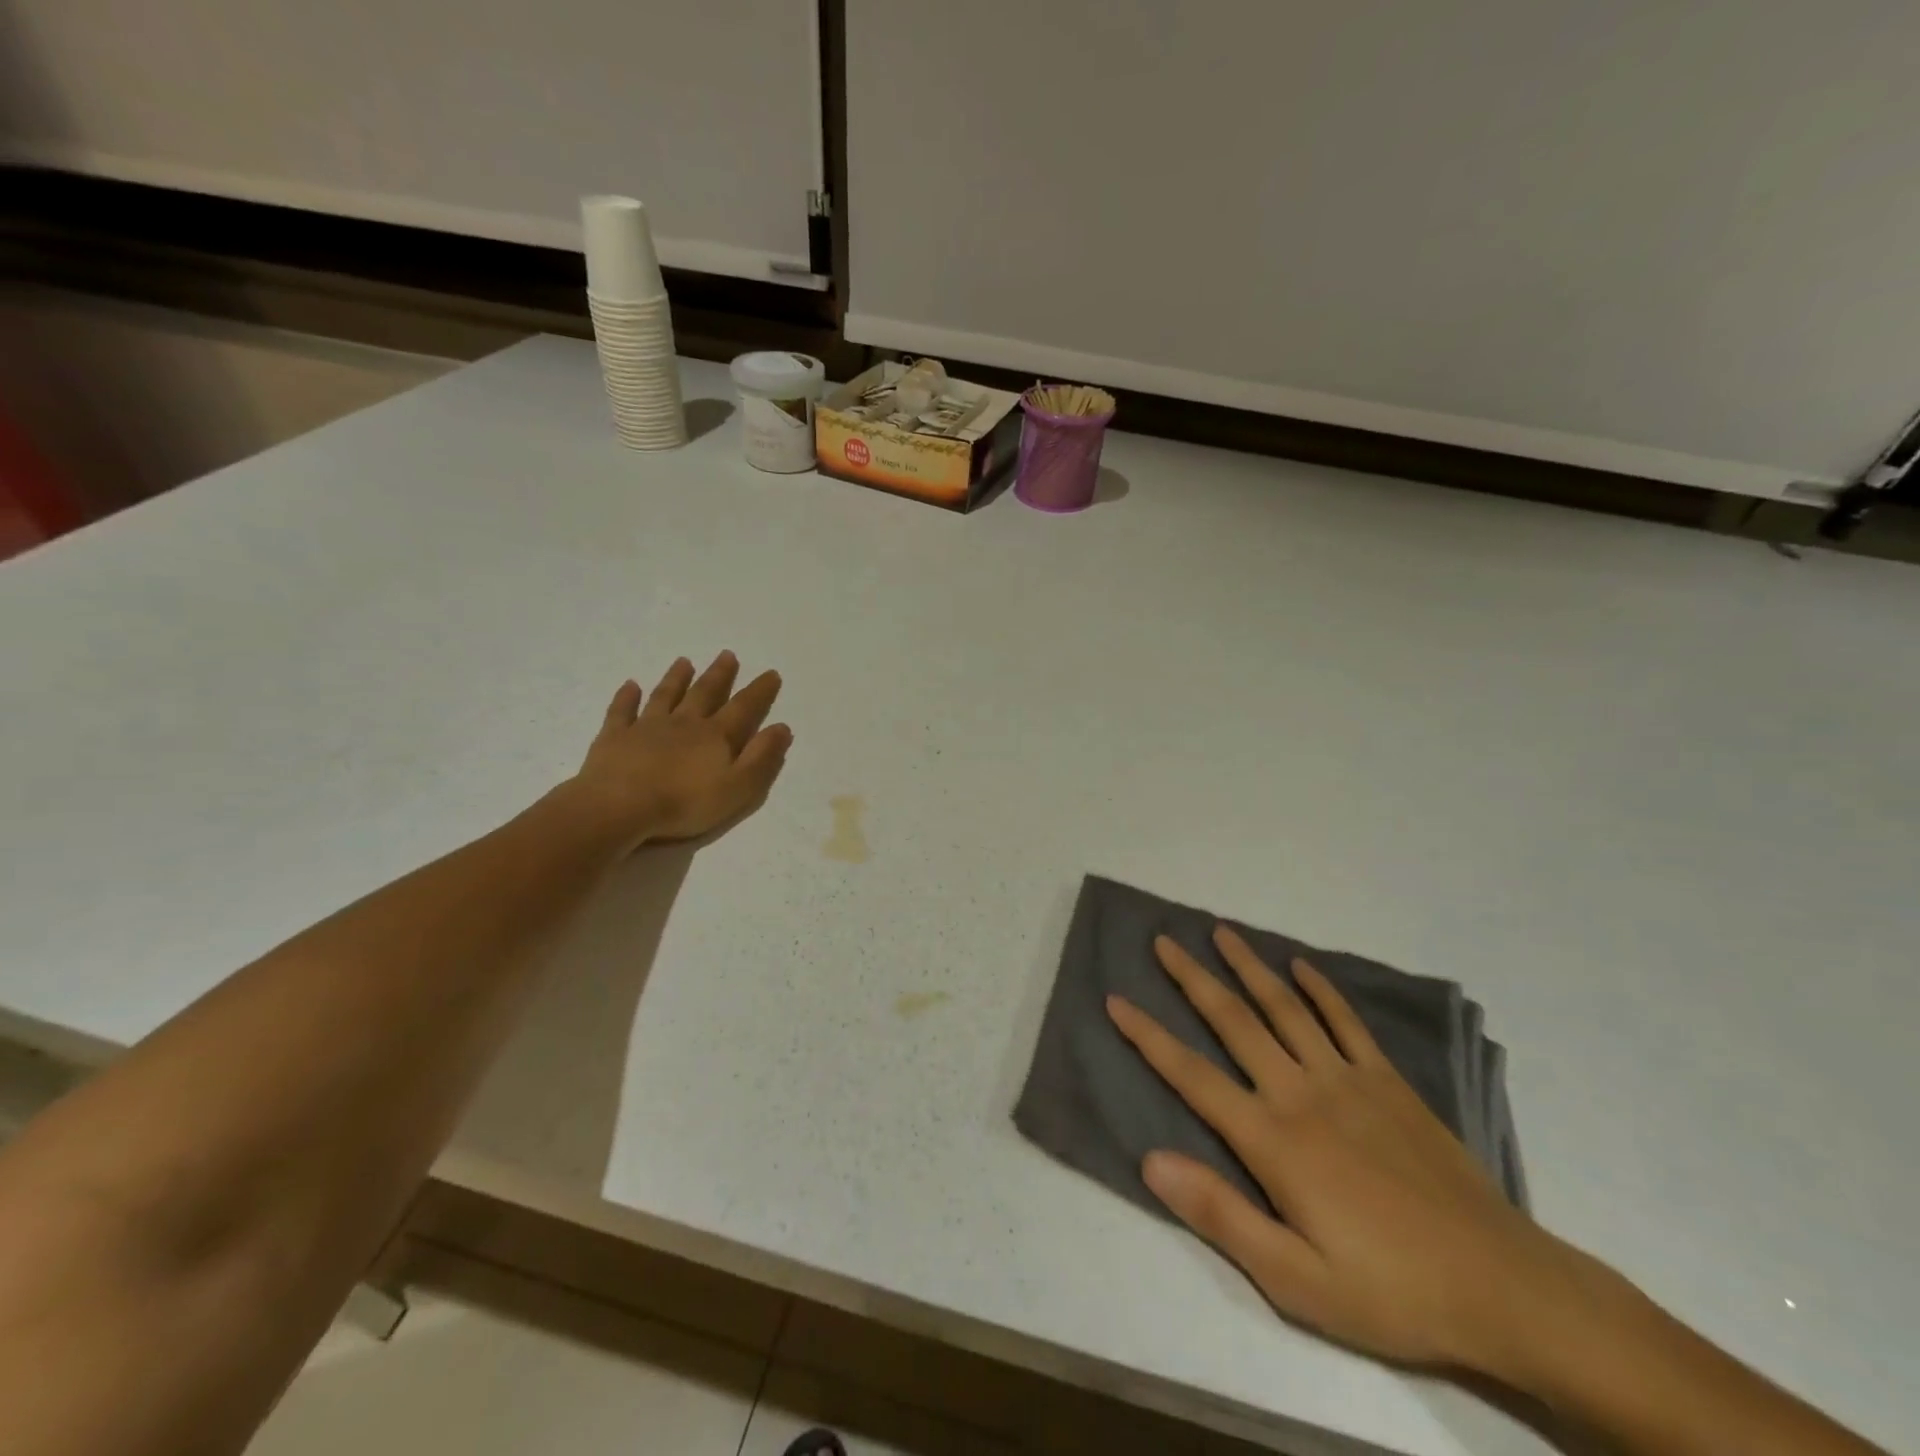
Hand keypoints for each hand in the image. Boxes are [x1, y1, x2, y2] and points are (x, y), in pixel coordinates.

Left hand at [568, 651, 790, 852]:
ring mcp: (646, 727)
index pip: (744, 708)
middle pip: (705, 694)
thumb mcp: (738, 787)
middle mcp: (683, 723)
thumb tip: (782, 728)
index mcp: (715, 736)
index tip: (771, 673)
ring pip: (665, 696)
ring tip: (684, 661)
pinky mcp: (615, 737)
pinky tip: (630, 685)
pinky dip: (626, 697)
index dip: (759, 692)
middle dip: (719, 675)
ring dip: (676, 678)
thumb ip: (761, 757)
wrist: (620, 806)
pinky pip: (621, 711)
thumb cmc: (685, 803)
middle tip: (728, 655)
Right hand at [1108, 927, 1577, 1376]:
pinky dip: (1320, 990)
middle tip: (1163, 941)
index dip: (1149, 1036)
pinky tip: (1301, 966)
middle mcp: (1300, 1092)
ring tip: (1220, 932)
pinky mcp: (1388, 1082)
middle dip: (1193, 978)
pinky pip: (1346, 1023)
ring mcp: (1347, 1080)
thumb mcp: (1295, 1279)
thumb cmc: (1389, 1290)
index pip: (1192, 1075)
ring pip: (1285, 1008)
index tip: (1116, 1000)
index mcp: (1272, 1139)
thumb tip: (1151, 1159)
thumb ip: (1220, 1213)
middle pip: (1234, 1021)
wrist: (1502, 1286)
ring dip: (1249, 966)